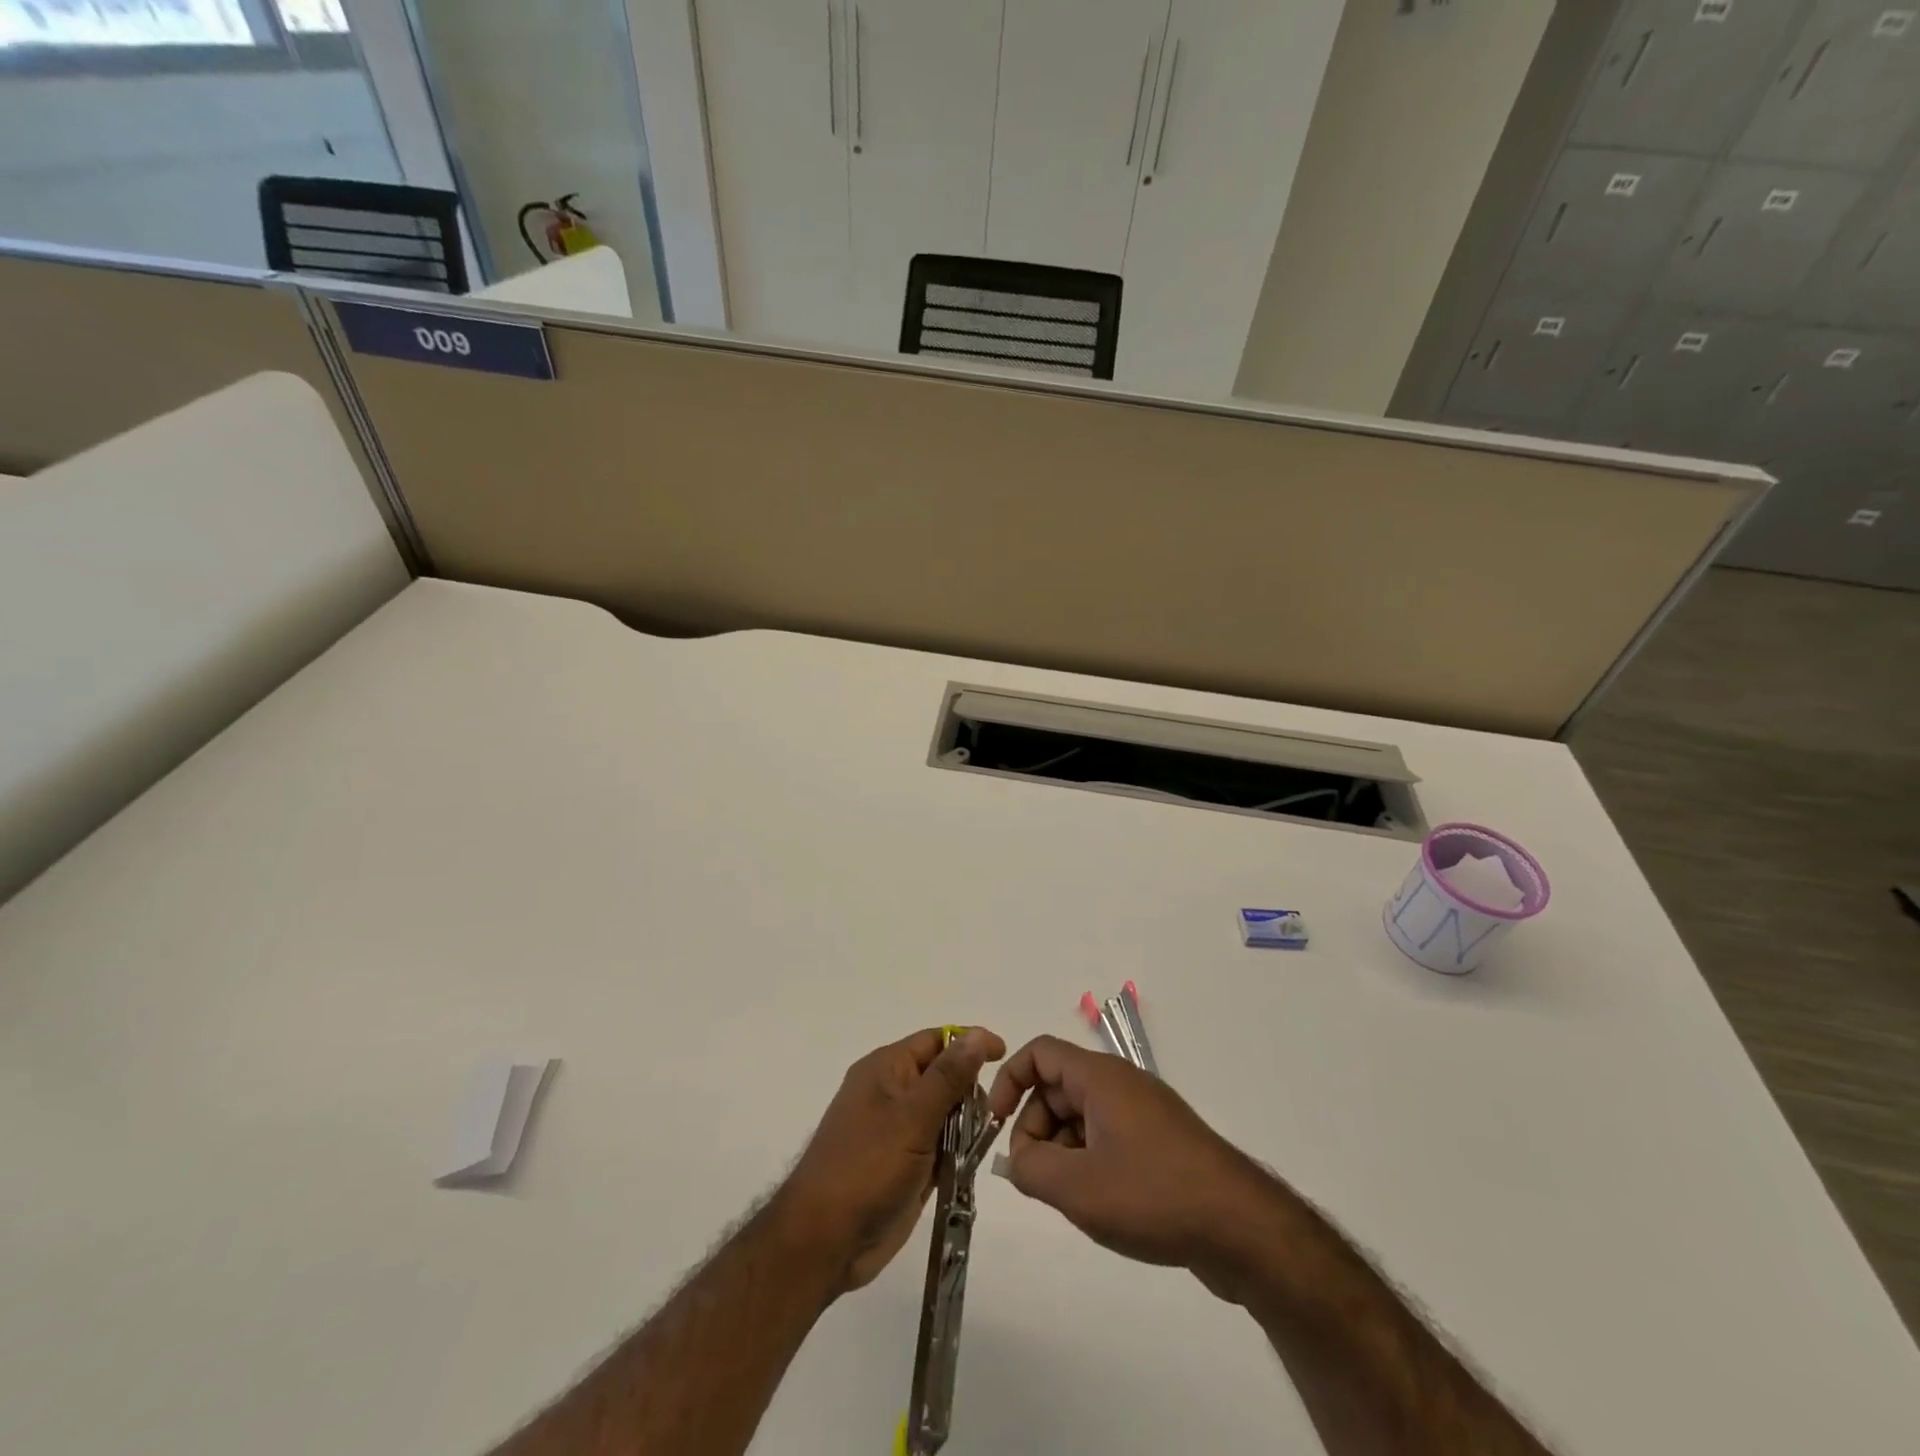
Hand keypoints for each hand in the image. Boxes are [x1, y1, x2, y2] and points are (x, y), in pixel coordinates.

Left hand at [783, 1026, 1005, 1292]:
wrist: (825, 1241)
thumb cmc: (867, 1168)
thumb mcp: (912, 1117)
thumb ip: (947, 1077)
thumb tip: (975, 1036)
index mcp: (886, 1068)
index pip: (936, 1040)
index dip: (970, 1042)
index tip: (1004, 1055)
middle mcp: (891, 1092)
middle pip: (943, 1075)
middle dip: (970, 1090)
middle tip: (992, 1112)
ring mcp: (897, 1130)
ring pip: (945, 1113)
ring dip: (966, 1125)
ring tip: (978, 1143)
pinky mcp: (904, 1163)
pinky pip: (940, 1145)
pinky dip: (956, 1152)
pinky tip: (968, 1165)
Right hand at [987, 1035, 1264, 1282]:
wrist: (1241, 1228)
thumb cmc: (1152, 1194)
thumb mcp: (1076, 1187)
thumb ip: (1030, 1168)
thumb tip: (1018, 1159)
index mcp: (1099, 1077)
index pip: (1039, 1053)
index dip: (1009, 1081)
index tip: (996, 1124)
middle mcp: (1121, 1084)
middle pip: (1058, 1087)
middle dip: (1034, 1127)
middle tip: (1036, 1177)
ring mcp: (1145, 1113)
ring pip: (1083, 1117)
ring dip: (1063, 1150)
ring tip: (1072, 1199)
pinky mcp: (1162, 1144)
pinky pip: (1109, 1138)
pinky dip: (1091, 1162)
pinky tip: (1102, 1205)